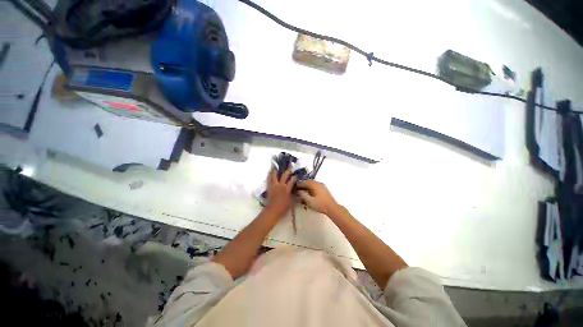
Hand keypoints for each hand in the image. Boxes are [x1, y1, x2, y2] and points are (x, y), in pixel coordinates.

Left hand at [265, 169, 296, 216]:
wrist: (273, 210)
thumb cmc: (283, 207)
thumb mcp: (291, 201)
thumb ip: (293, 194)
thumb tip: (296, 189)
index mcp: (286, 189)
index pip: (291, 181)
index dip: (294, 177)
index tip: (296, 175)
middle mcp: (280, 185)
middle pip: (284, 176)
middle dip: (287, 171)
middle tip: (289, 167)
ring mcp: (274, 186)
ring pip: (274, 176)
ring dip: (275, 171)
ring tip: (276, 167)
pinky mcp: (269, 187)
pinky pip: (269, 180)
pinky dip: (269, 175)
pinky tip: (269, 173)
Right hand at [297, 181, 338, 215]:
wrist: (332, 208)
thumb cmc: (320, 204)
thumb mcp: (309, 201)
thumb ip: (302, 195)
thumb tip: (298, 191)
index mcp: (314, 184)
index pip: (303, 182)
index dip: (298, 185)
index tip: (293, 187)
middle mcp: (317, 183)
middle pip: (307, 183)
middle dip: (302, 186)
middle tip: (296, 191)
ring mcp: (321, 186)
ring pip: (311, 185)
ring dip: (306, 188)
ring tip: (302, 193)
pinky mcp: (323, 190)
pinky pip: (314, 188)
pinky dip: (310, 190)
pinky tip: (308, 195)